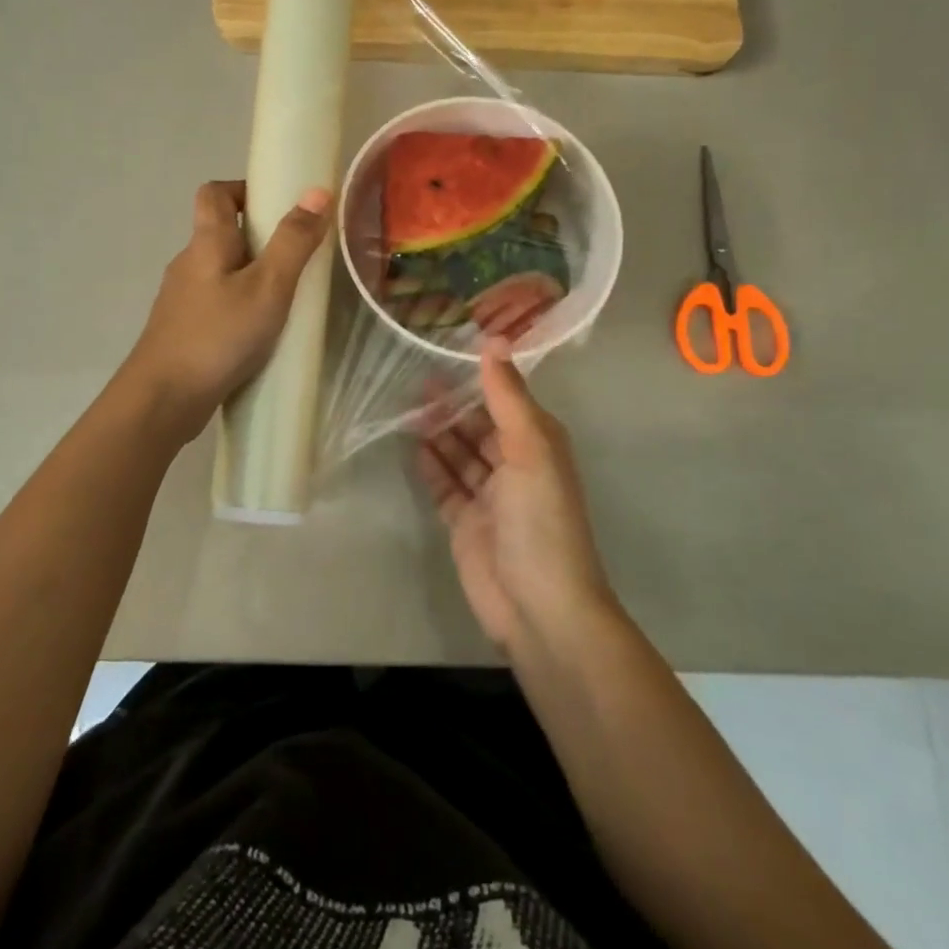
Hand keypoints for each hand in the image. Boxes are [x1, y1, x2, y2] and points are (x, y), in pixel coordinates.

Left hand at [122, 180, 331, 441]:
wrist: (164, 398)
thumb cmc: (219, 336)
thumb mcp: (268, 287)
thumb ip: (293, 242)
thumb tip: (316, 192)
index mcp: (206, 243)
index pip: (214, 193)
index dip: (243, 190)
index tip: (277, 207)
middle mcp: (188, 264)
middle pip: (220, 233)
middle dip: (259, 239)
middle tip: (296, 259)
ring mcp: (181, 299)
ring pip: (220, 272)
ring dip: (251, 277)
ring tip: (286, 299)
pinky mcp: (183, 330)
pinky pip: (216, 304)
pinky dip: (239, 307)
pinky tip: (260, 334)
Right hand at [417, 341, 618, 655]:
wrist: (539, 607)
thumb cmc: (541, 520)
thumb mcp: (530, 449)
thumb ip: (508, 397)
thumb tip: (494, 341)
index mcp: (538, 444)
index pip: (506, 399)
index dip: (480, 376)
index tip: (447, 350)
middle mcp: (515, 465)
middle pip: (479, 425)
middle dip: (452, 404)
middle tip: (414, 379)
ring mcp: (489, 496)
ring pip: (460, 453)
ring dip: (438, 432)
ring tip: (407, 406)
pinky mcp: (465, 523)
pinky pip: (446, 485)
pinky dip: (432, 466)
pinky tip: (413, 445)